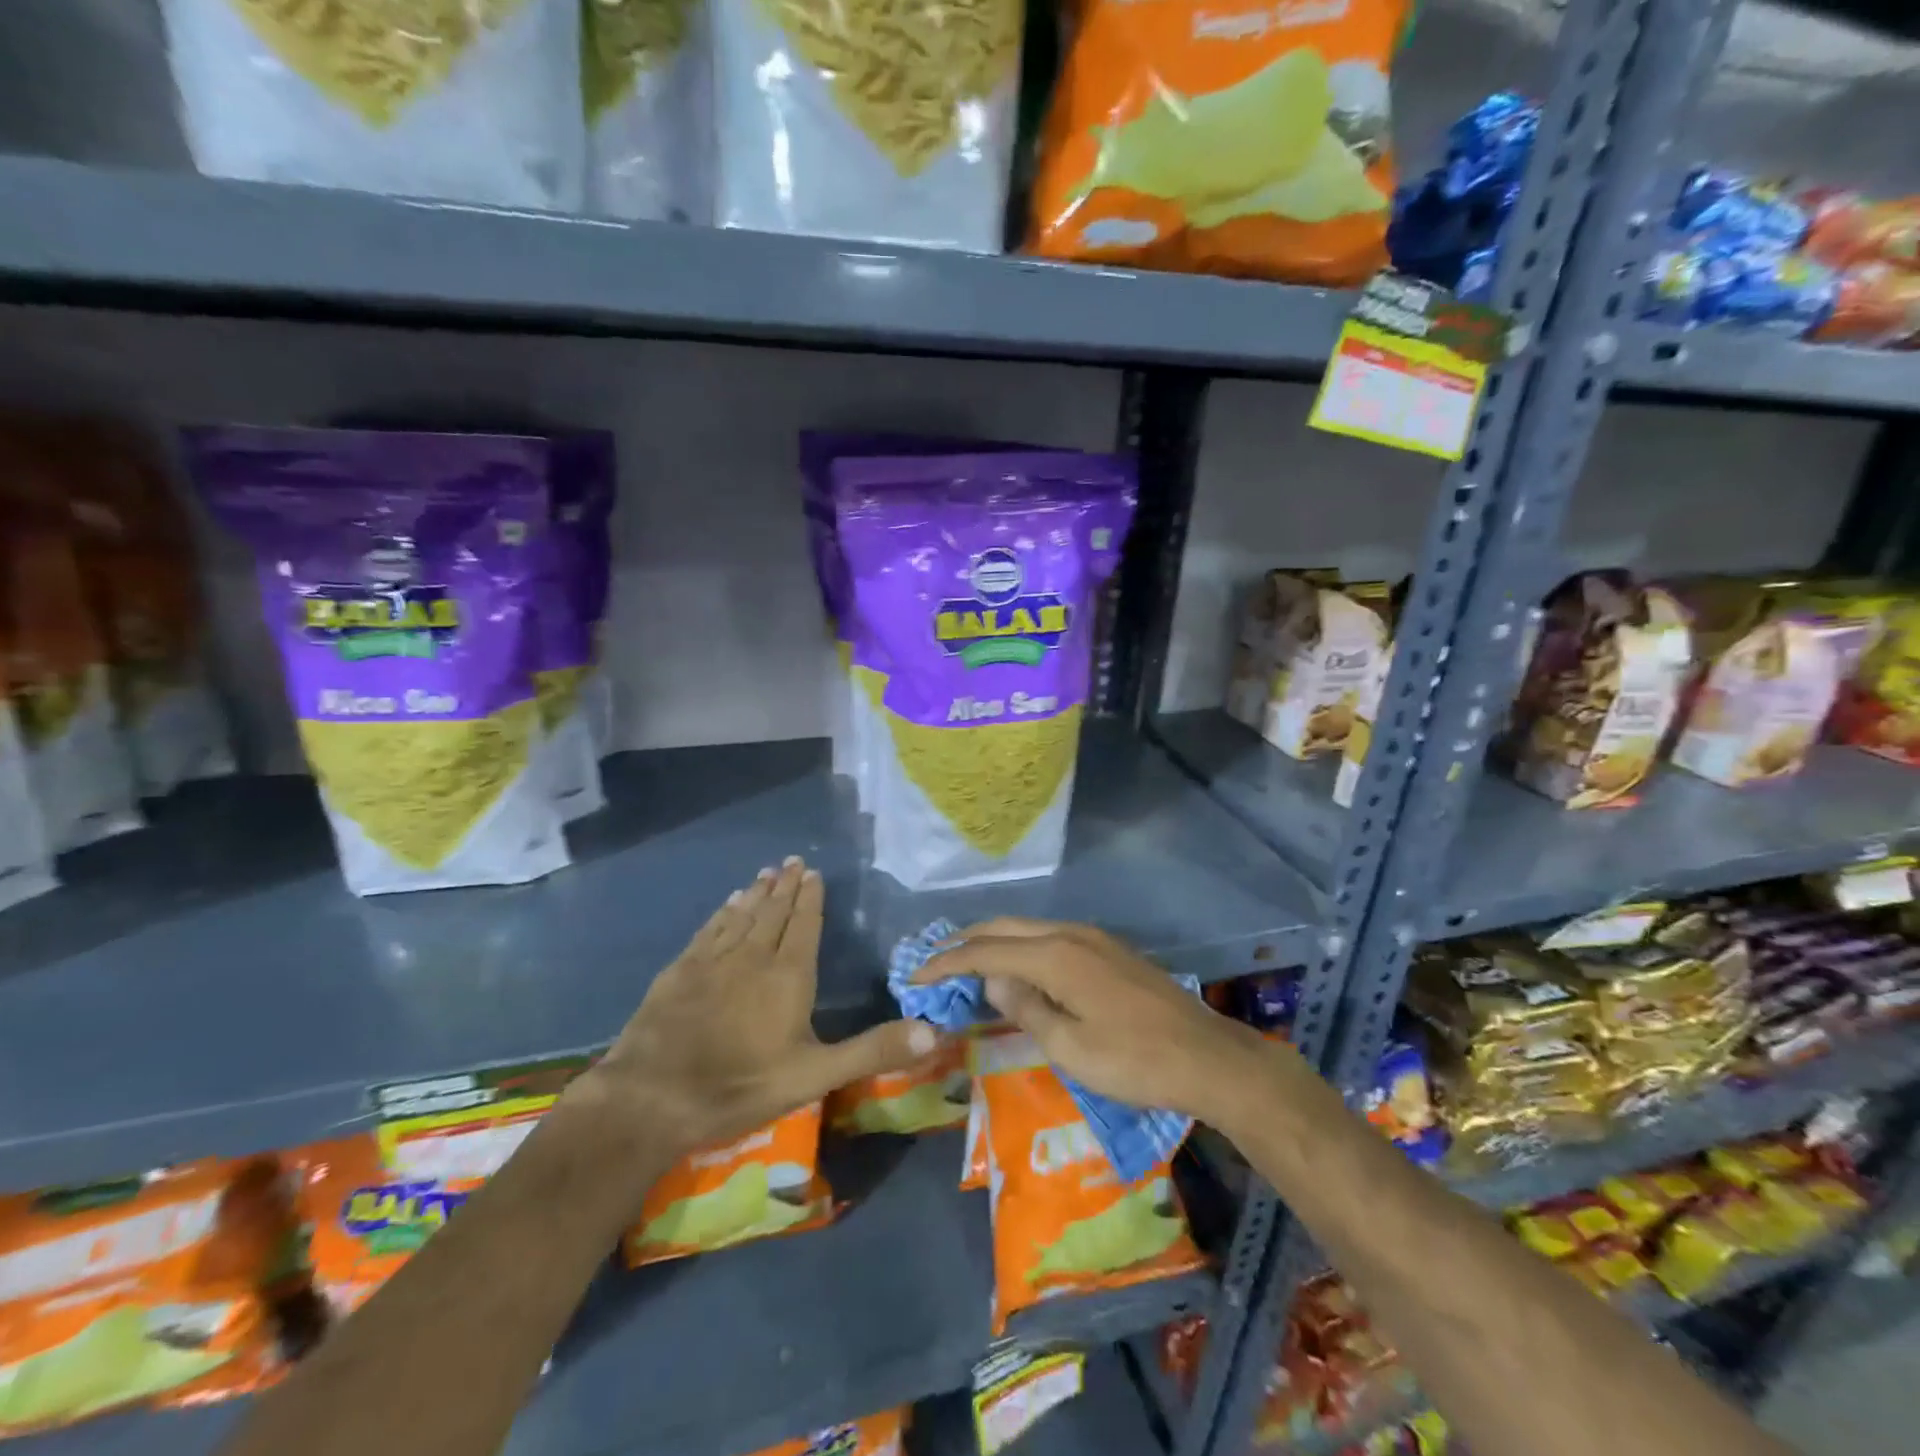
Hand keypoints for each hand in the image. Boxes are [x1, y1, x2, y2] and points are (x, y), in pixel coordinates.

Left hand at [587, 857, 938, 1157]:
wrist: (652, 1098)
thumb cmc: (741, 1086)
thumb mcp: (816, 1075)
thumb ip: (874, 1050)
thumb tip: (935, 1032)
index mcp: (788, 975)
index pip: (804, 924)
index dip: (811, 898)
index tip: (813, 873)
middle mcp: (752, 956)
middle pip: (773, 912)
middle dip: (786, 886)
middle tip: (793, 861)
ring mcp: (712, 961)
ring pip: (741, 915)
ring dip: (756, 892)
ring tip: (766, 872)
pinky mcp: (680, 971)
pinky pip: (709, 930)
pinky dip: (722, 913)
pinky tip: (727, 905)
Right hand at [913, 918, 1267, 1124]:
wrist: (1208, 1057)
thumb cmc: (1134, 1061)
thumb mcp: (1070, 1047)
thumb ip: (1025, 1007)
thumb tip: (992, 978)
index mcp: (1056, 956)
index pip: (986, 950)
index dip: (947, 962)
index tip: (915, 975)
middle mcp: (1071, 934)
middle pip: (1005, 927)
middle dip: (965, 941)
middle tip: (933, 960)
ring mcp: (1094, 938)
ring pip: (1029, 927)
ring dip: (994, 940)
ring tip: (967, 960)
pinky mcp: (1109, 950)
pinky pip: (1050, 936)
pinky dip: (1022, 945)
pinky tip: (1017, 966)